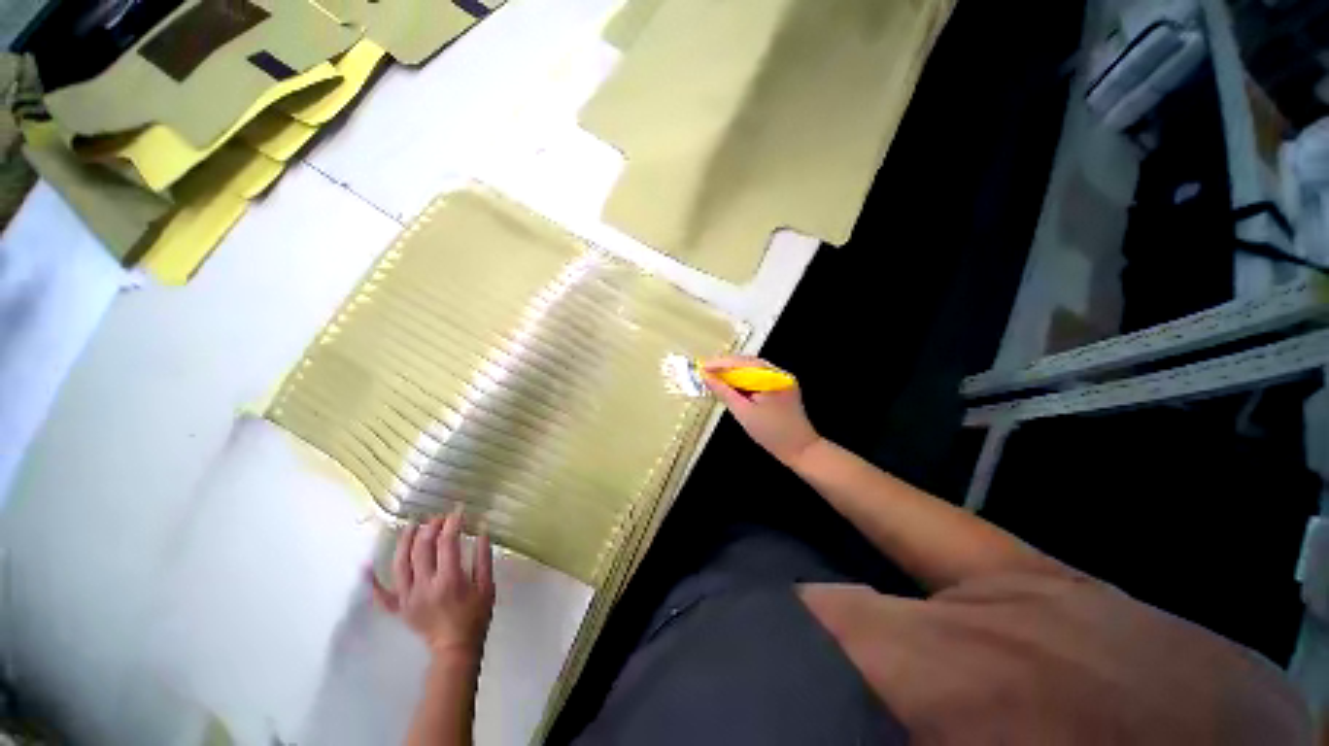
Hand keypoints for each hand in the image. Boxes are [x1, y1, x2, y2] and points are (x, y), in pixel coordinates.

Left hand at [370, 510, 494, 661]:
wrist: (455, 648)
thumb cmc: (475, 615)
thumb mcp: (487, 585)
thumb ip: (483, 557)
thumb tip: (481, 530)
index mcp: (449, 579)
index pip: (447, 543)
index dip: (452, 524)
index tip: (458, 511)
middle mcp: (425, 586)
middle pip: (421, 549)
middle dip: (430, 528)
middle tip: (438, 517)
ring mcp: (407, 598)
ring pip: (399, 565)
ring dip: (404, 542)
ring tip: (411, 525)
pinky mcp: (398, 609)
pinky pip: (380, 595)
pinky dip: (371, 581)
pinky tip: (365, 565)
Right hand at [703, 356, 821, 466]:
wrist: (801, 450)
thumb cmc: (772, 434)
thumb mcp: (744, 413)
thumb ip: (724, 393)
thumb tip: (706, 377)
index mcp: (772, 378)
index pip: (742, 363)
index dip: (720, 363)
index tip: (702, 367)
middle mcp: (779, 373)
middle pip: (747, 362)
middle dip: (725, 366)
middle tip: (705, 372)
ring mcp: (782, 379)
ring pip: (752, 369)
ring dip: (733, 372)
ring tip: (714, 377)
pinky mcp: (781, 386)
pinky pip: (758, 377)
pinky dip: (743, 379)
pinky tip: (731, 384)